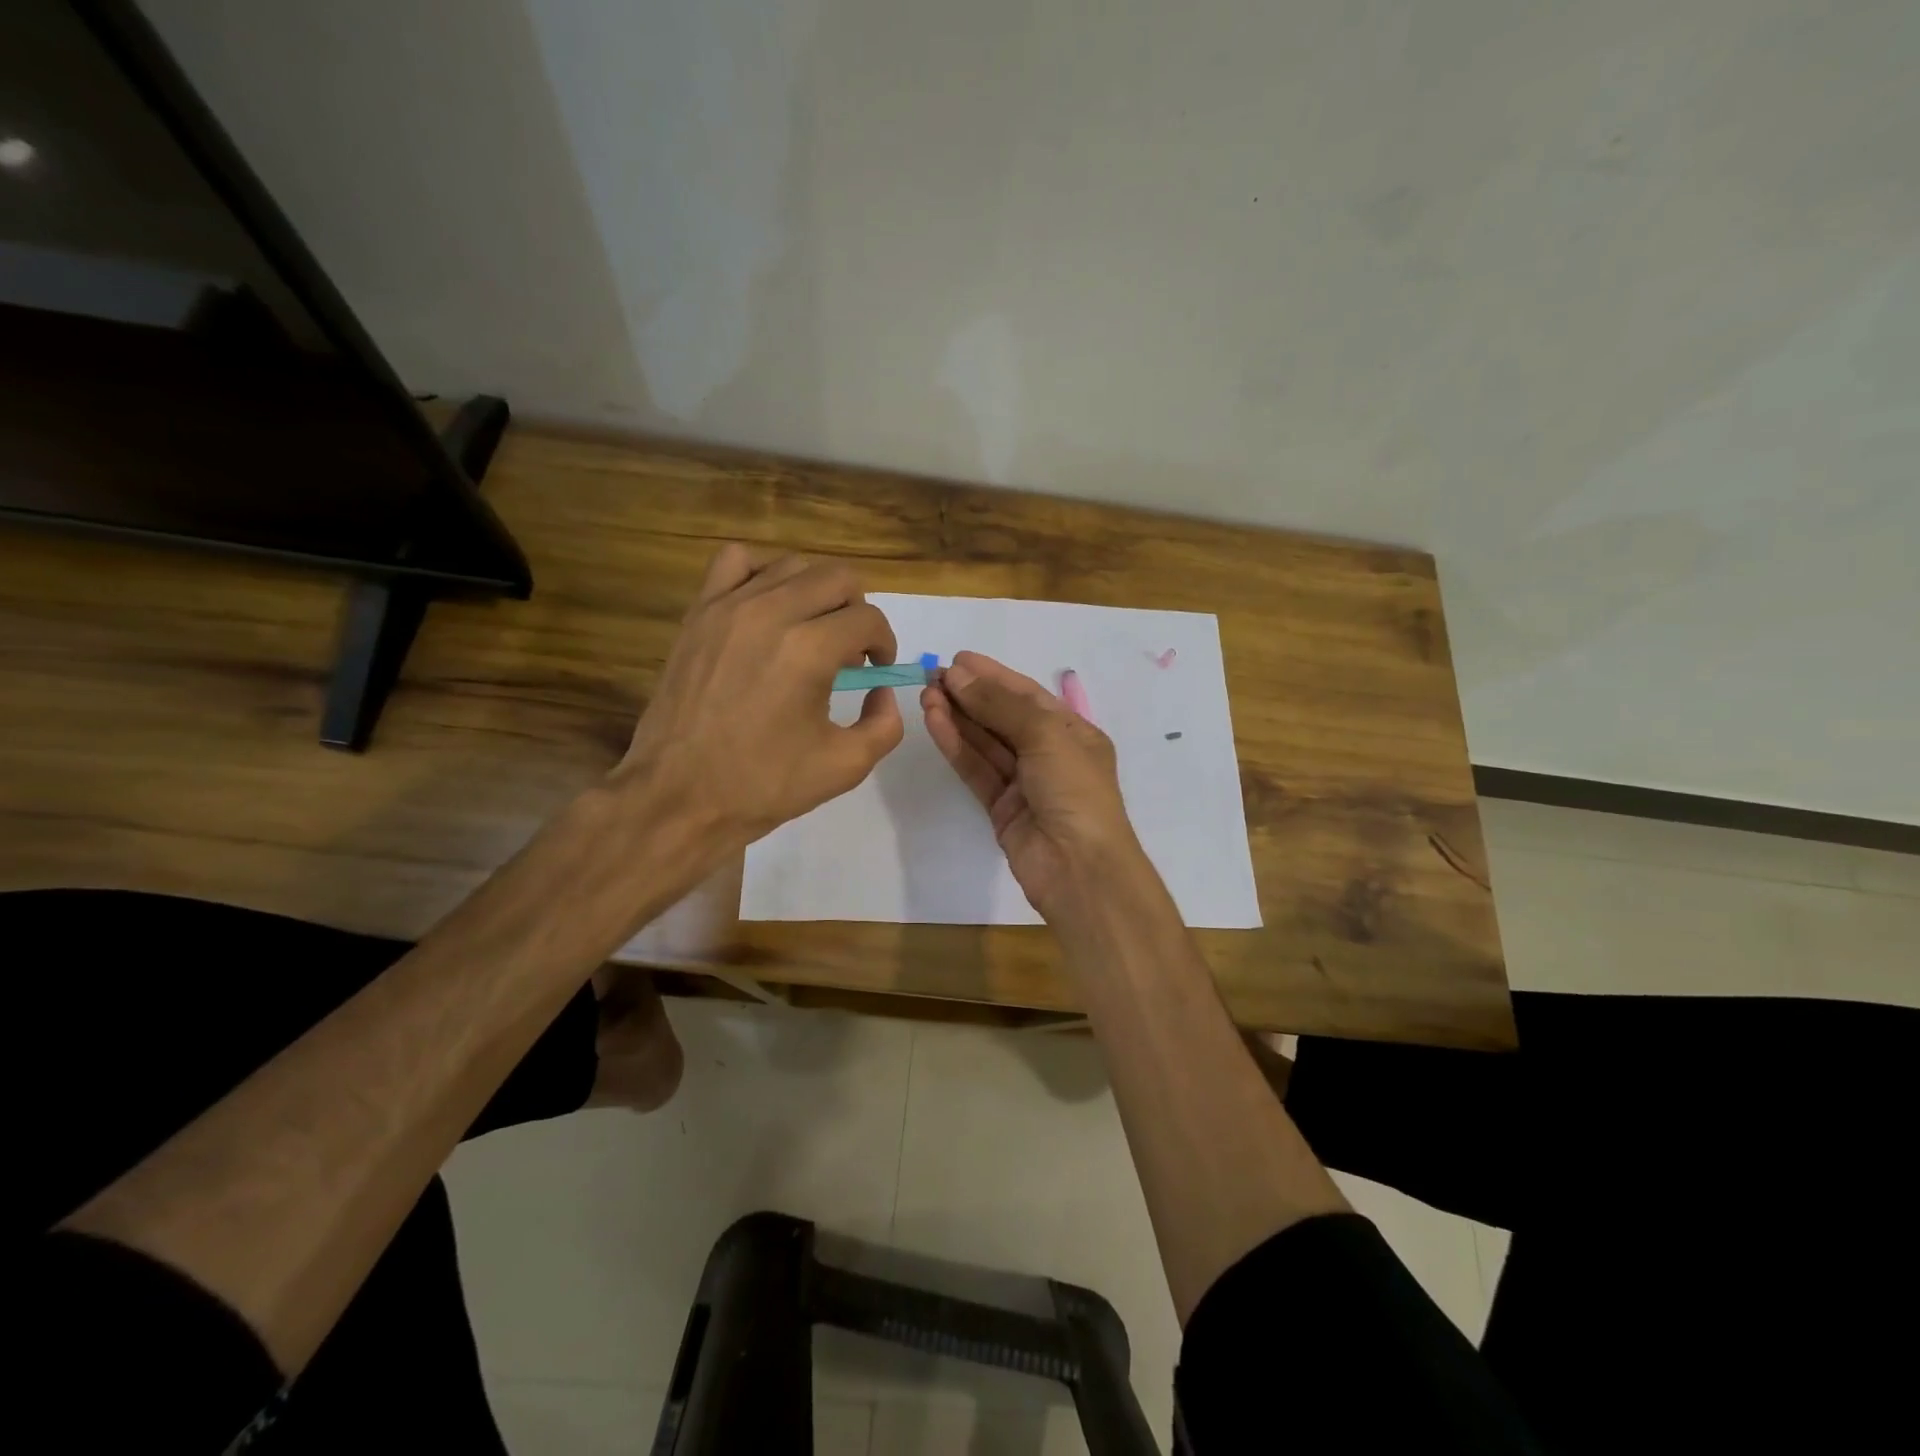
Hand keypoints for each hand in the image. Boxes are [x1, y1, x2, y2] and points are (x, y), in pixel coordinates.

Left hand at [619, 544, 903, 841]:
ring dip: (816, 592)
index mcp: (809, 650)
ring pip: (792, 565)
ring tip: (812, 630)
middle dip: (858, 611)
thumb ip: (885, 724)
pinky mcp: (699, 613)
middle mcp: (771, 613)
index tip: (876, 670)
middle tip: (851, 650)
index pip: (868, 618)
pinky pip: (736, 561)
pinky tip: (768, 607)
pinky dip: (763, 573)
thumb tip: (882, 691)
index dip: (884, 643)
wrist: (678, 796)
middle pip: (837, 578)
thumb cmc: (763, 785)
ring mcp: (729, 607)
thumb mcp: (845, 766)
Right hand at [921, 651, 1145, 916]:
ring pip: (985, 743)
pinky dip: (956, 746)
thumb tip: (958, 676)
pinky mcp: (1001, 807)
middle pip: (1003, 717)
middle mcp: (1050, 754)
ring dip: (957, 718)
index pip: (1028, 696)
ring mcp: (1024, 783)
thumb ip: (1000, 705)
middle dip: (970, 695)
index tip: (957, 659)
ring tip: (926, 694)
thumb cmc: (1075, 791)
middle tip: (931, 676)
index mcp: (1073, 733)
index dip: (993, 676)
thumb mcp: (1045, 736)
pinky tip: (934, 722)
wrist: (1079, 868)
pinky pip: (976, 769)